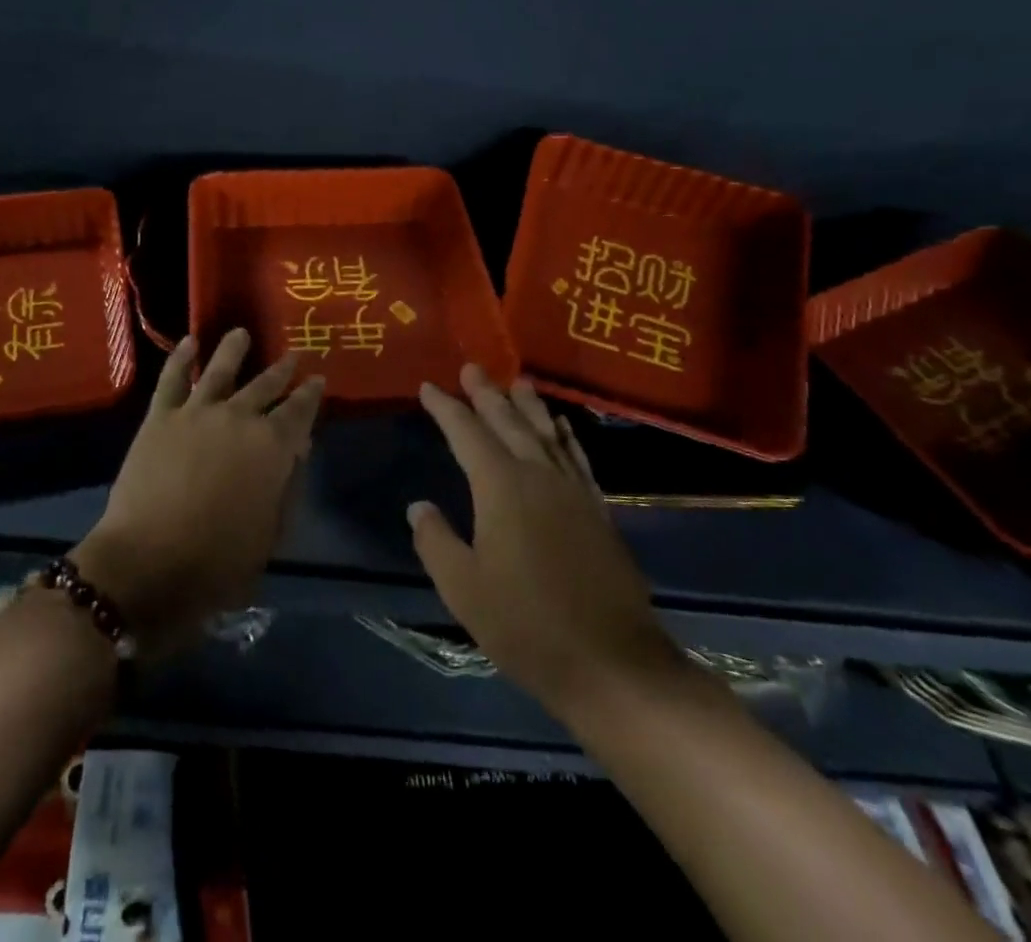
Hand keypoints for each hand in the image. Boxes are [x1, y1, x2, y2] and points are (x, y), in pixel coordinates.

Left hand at [71, 329, 323, 653]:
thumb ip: (286, 489)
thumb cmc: (216, 563)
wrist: (146, 565)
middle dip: (282, 370)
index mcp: (272, 448)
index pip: (299, 412)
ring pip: (220, 370)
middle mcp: (239, 418)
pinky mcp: (160, 417)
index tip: (318, 380)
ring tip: (240, 333)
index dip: (311, 394)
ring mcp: (197, 413)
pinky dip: (181, 358)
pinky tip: (189, 343)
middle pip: (265, 385)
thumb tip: (296, 451)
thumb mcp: (269, 536)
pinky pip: (172, 379)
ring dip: (233, 349)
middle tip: (294, 355)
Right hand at [410, 366, 685, 719]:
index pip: (466, 433)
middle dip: (487, 394)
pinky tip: (562, 429)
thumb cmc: (526, 625)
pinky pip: (577, 458)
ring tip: (517, 382)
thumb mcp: (463, 588)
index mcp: (501, 487)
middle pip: (508, 423)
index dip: (445, 408)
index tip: (429, 387)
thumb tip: (419, 506)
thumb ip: (436, 540)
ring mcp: (573, 491)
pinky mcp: (597, 511)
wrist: (612, 663)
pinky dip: (566, 437)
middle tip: (472, 367)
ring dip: (529, 406)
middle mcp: (538, 476)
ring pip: (546, 434)